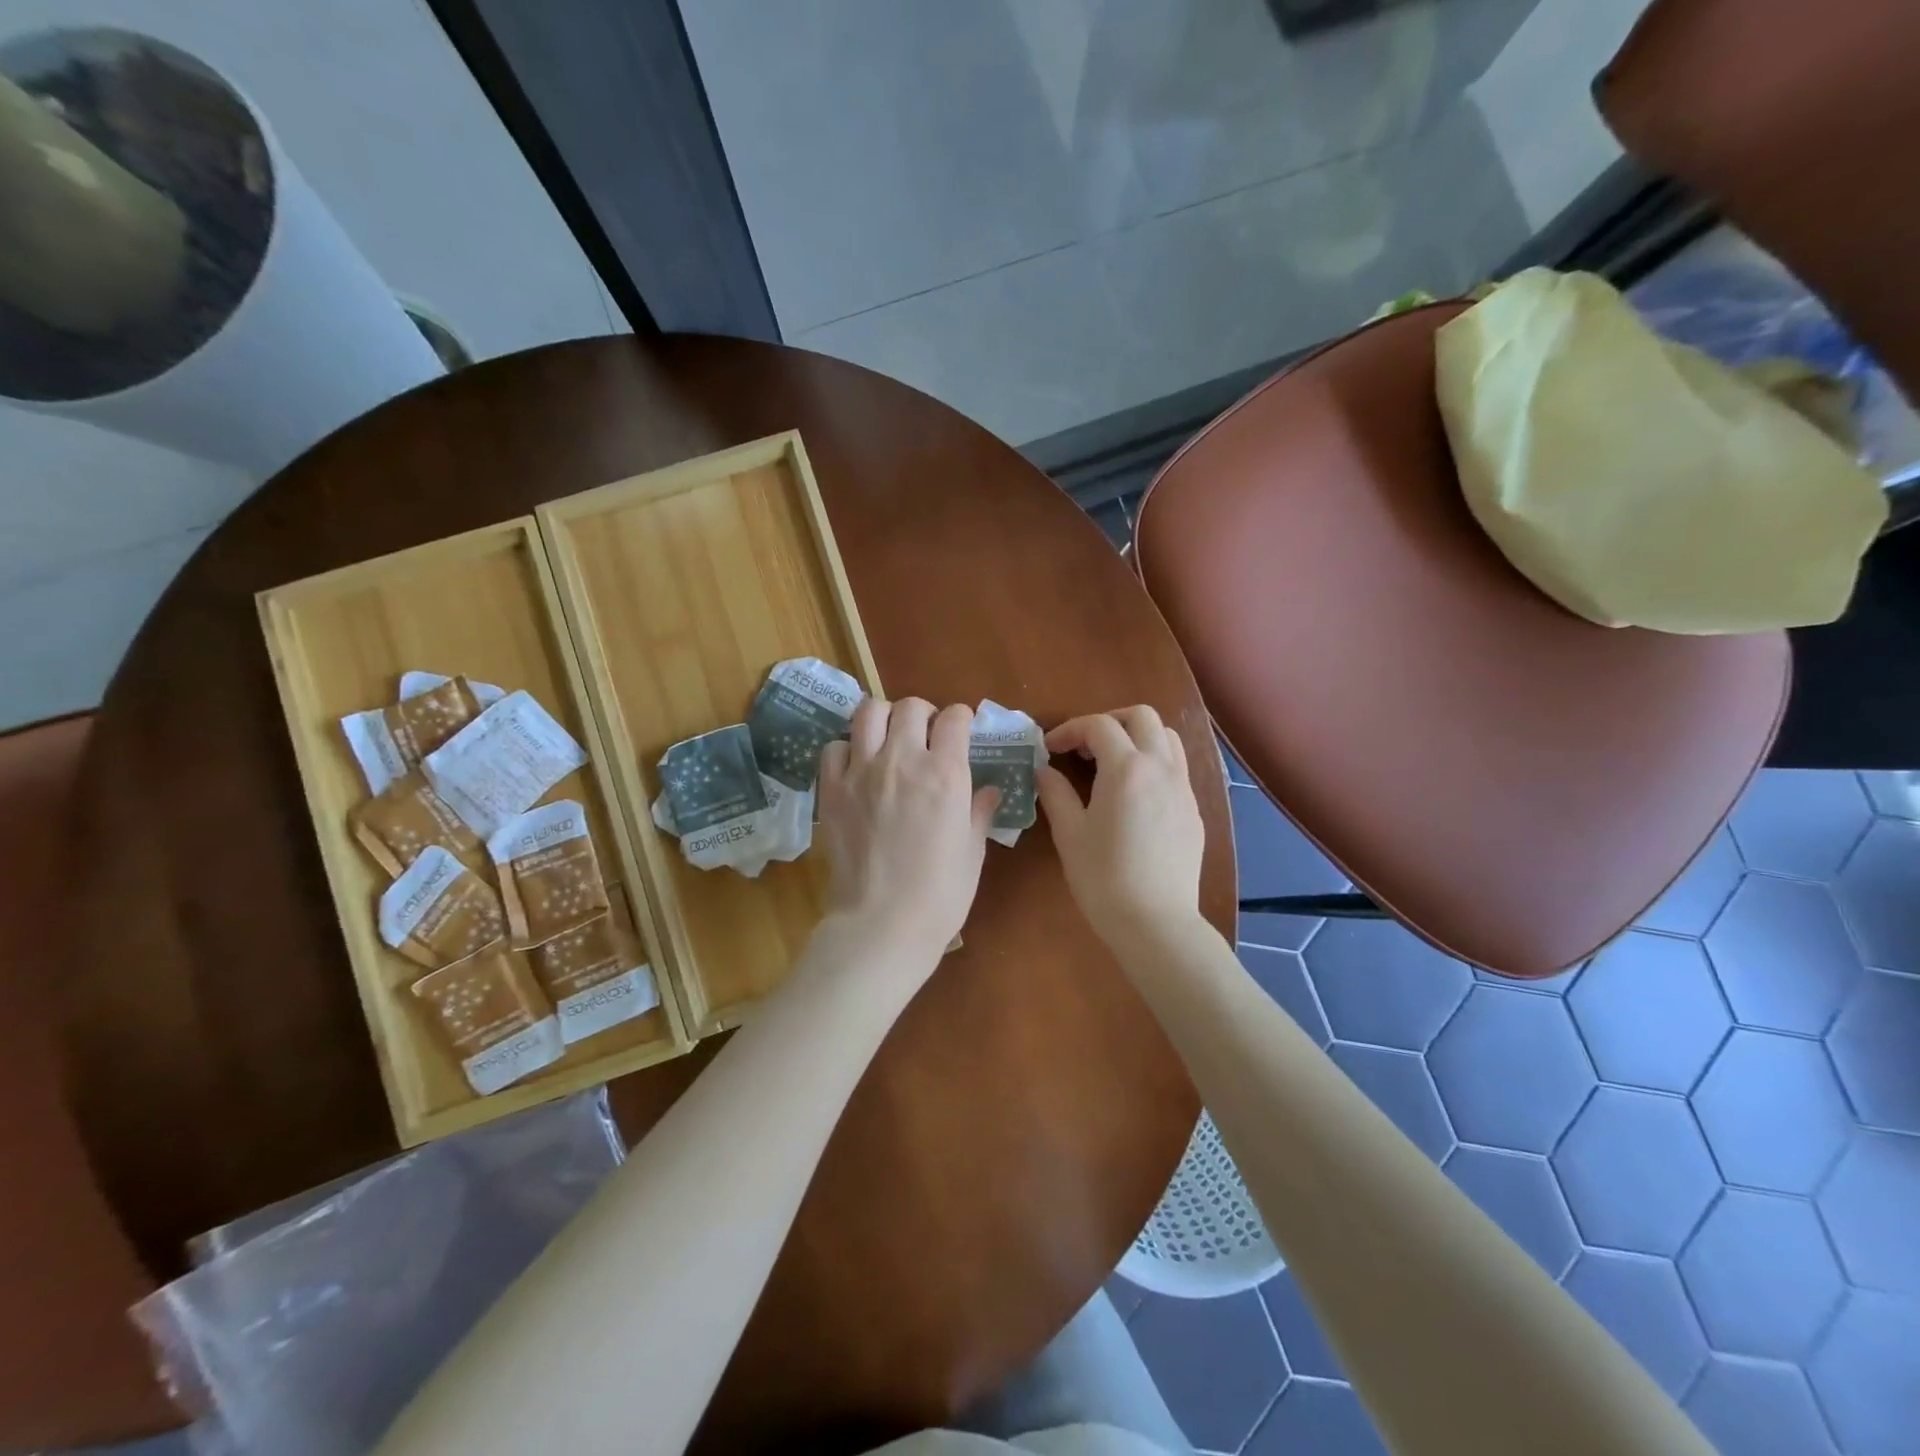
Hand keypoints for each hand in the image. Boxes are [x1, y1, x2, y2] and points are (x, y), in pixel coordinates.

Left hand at [817, 697, 998, 965]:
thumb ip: (980, 812)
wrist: (882, 924)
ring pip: (869, 712)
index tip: (962, 730)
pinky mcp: (832, 790)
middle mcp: (902, 761)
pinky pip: (835, 747)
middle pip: (911, 707)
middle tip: (927, 735)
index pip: (955, 719)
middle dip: (924, 714)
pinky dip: (848, 749)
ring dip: (884, 718)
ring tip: (889, 739)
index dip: (962, 719)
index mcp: (946, 774)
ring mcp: (862, 772)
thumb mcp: (972, 852)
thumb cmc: (940, 894)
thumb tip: (989, 790)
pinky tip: (857, 767)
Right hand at [1037, 706, 1204, 943]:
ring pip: (1167, 737)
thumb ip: (1055, 792)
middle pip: (1142, 716)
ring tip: (1112, 763)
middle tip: (1085, 747)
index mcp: (1127, 768)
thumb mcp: (1069, 833)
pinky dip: (1153, 762)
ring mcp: (1183, 788)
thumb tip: (1043, 770)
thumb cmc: (1103, 878)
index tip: (1049, 749)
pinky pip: (1177, 767)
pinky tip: (1134, 794)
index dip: (1070, 730)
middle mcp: (1161, 767)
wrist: (1155, 922)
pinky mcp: (1193, 810)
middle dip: (1110, 721)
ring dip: (1137, 737)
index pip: (1099, 725)